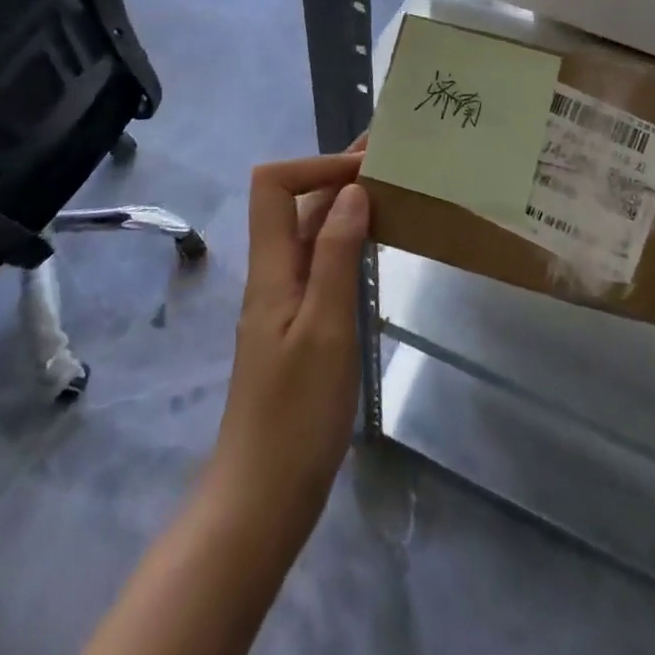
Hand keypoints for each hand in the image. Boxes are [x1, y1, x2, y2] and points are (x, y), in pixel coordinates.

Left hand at [207, 150, 371, 539]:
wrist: (263, 497)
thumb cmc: (296, 414)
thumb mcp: (325, 328)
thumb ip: (336, 255)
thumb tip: (352, 191)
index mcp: (271, 268)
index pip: (273, 186)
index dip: (314, 165)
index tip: (364, 167)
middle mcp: (274, 273)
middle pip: (293, 203)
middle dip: (335, 173)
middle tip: (388, 158)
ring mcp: (286, 300)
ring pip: (311, 232)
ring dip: (344, 204)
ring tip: (392, 188)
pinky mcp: (300, 324)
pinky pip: (321, 262)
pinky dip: (348, 239)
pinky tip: (378, 243)